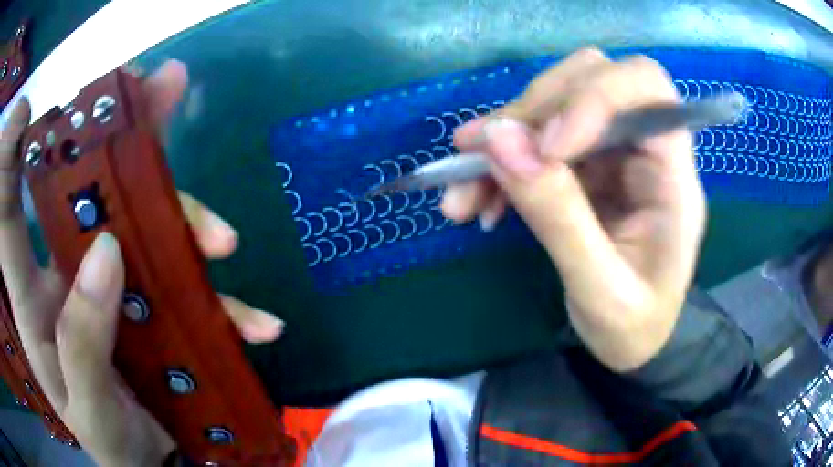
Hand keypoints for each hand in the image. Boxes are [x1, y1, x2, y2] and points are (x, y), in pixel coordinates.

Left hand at [0, 61, 283, 465]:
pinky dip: (221, 297)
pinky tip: (254, 322)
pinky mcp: (154, 303)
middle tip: (159, 87)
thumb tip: (106, 254)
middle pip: (83, 192)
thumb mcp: (87, 409)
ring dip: (183, 219)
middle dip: (117, 139)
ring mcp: (114, 285)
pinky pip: (185, 282)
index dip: (13, 160)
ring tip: (224, 244)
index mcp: (34, 301)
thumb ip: (81, 343)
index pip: (10, 217)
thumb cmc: (109, 442)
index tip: (27, 110)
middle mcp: (69, 276)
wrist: (153, 464)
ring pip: (142, 225)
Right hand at [441, 48, 706, 371]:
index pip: (647, 87)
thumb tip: (499, 141)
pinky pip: (537, 139)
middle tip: (483, 155)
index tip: (547, 146)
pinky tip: (477, 203)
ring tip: (462, 194)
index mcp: (674, 175)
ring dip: (504, 138)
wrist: (634, 341)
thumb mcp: (599, 289)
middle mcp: (646, 147)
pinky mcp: (585, 164)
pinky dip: (501, 164)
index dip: (594, 95)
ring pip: (556, 102)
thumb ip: (558, 217)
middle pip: (592, 77)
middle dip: (534, 110)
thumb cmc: (634, 325)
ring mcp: (613, 151)